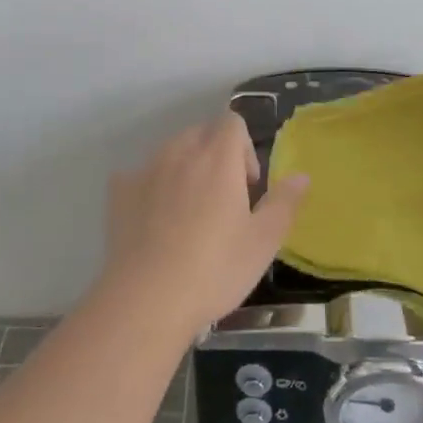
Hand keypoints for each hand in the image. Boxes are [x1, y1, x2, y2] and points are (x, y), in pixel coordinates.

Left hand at [102, 113, 308, 335]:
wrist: (146, 300)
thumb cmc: (214, 269)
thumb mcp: (262, 242)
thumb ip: (284, 203)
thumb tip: (302, 175)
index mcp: (218, 158)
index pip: (232, 121)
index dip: (244, 147)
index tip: (248, 186)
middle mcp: (180, 151)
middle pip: (201, 132)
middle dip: (216, 155)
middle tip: (224, 200)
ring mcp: (146, 169)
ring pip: (171, 151)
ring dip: (185, 168)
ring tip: (189, 213)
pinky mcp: (119, 191)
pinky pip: (140, 175)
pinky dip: (151, 187)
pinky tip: (154, 222)